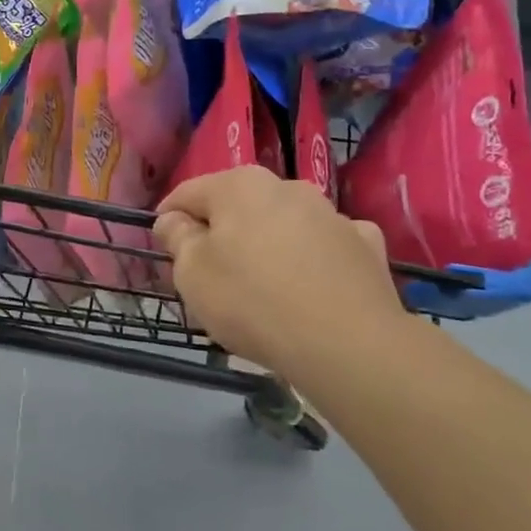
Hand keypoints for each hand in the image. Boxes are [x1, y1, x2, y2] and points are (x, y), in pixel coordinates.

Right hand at [154, 167, 407, 377]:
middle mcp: (287, 186)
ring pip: (283, 224)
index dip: (169, 219)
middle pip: (238, 206)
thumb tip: (174, 219)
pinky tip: (312, 288)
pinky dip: (313, 259)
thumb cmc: (253, 302)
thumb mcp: (192, 274)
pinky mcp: (366, 245)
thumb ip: (177, 238)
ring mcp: (332, 214)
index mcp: (239, 185)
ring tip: (263, 287)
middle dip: (222, 232)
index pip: (188, 193)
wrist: (349, 345)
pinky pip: (325, 246)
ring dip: (267, 243)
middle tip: (211, 274)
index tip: (164, 248)